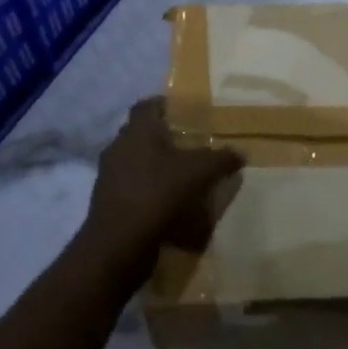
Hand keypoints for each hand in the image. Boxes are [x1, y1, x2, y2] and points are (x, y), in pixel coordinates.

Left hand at [78, 98, 241, 283]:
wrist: (118, 244)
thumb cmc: (158, 194)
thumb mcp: (199, 173)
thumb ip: (221, 159)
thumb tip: (241, 153)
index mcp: (137, 131)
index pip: (147, 105)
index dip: (165, 104)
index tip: (185, 112)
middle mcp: (118, 147)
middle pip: (141, 133)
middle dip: (163, 137)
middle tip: (189, 143)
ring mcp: (109, 176)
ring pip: (135, 161)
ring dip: (155, 165)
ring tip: (181, 175)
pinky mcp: (107, 202)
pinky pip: (131, 186)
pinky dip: (148, 189)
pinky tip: (168, 202)